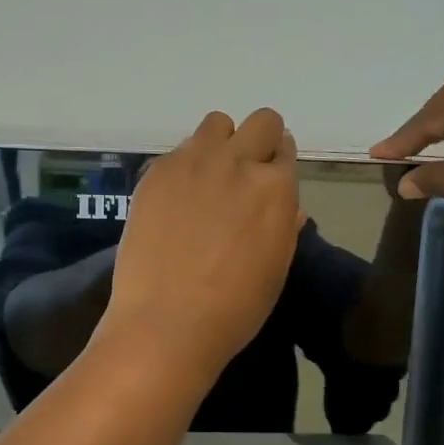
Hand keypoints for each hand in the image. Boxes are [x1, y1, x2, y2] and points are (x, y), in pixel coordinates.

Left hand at [99, 109, 302, 385]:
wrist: (168, 322)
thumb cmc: (234, 308)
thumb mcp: (276, 268)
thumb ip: (284, 226)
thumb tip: (286, 206)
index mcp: (276, 188)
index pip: (286, 151)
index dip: (278, 166)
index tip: (267, 182)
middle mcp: (238, 162)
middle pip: (260, 122)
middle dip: (258, 142)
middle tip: (243, 176)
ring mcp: (193, 163)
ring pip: (216, 124)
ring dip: (220, 144)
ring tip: (208, 180)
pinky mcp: (156, 172)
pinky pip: (179, 150)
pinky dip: (185, 166)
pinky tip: (176, 201)